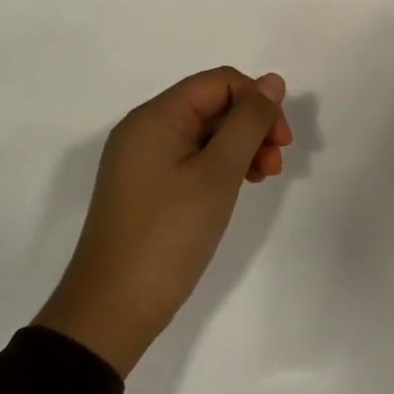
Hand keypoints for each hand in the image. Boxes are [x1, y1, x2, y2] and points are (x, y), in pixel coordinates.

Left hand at [35, 67, 292, 376]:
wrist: (112, 310)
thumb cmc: (168, 234)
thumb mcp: (217, 173)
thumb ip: (248, 122)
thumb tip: (272, 82)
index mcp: (156, 117)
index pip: (220, 82)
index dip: (258, 102)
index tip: (282, 142)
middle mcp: (145, 129)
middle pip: (214, 105)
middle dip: (252, 126)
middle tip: (274, 165)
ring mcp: (144, 159)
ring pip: (207, 133)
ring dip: (242, 147)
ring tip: (263, 178)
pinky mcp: (147, 186)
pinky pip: (193, 158)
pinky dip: (222, 166)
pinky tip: (239, 187)